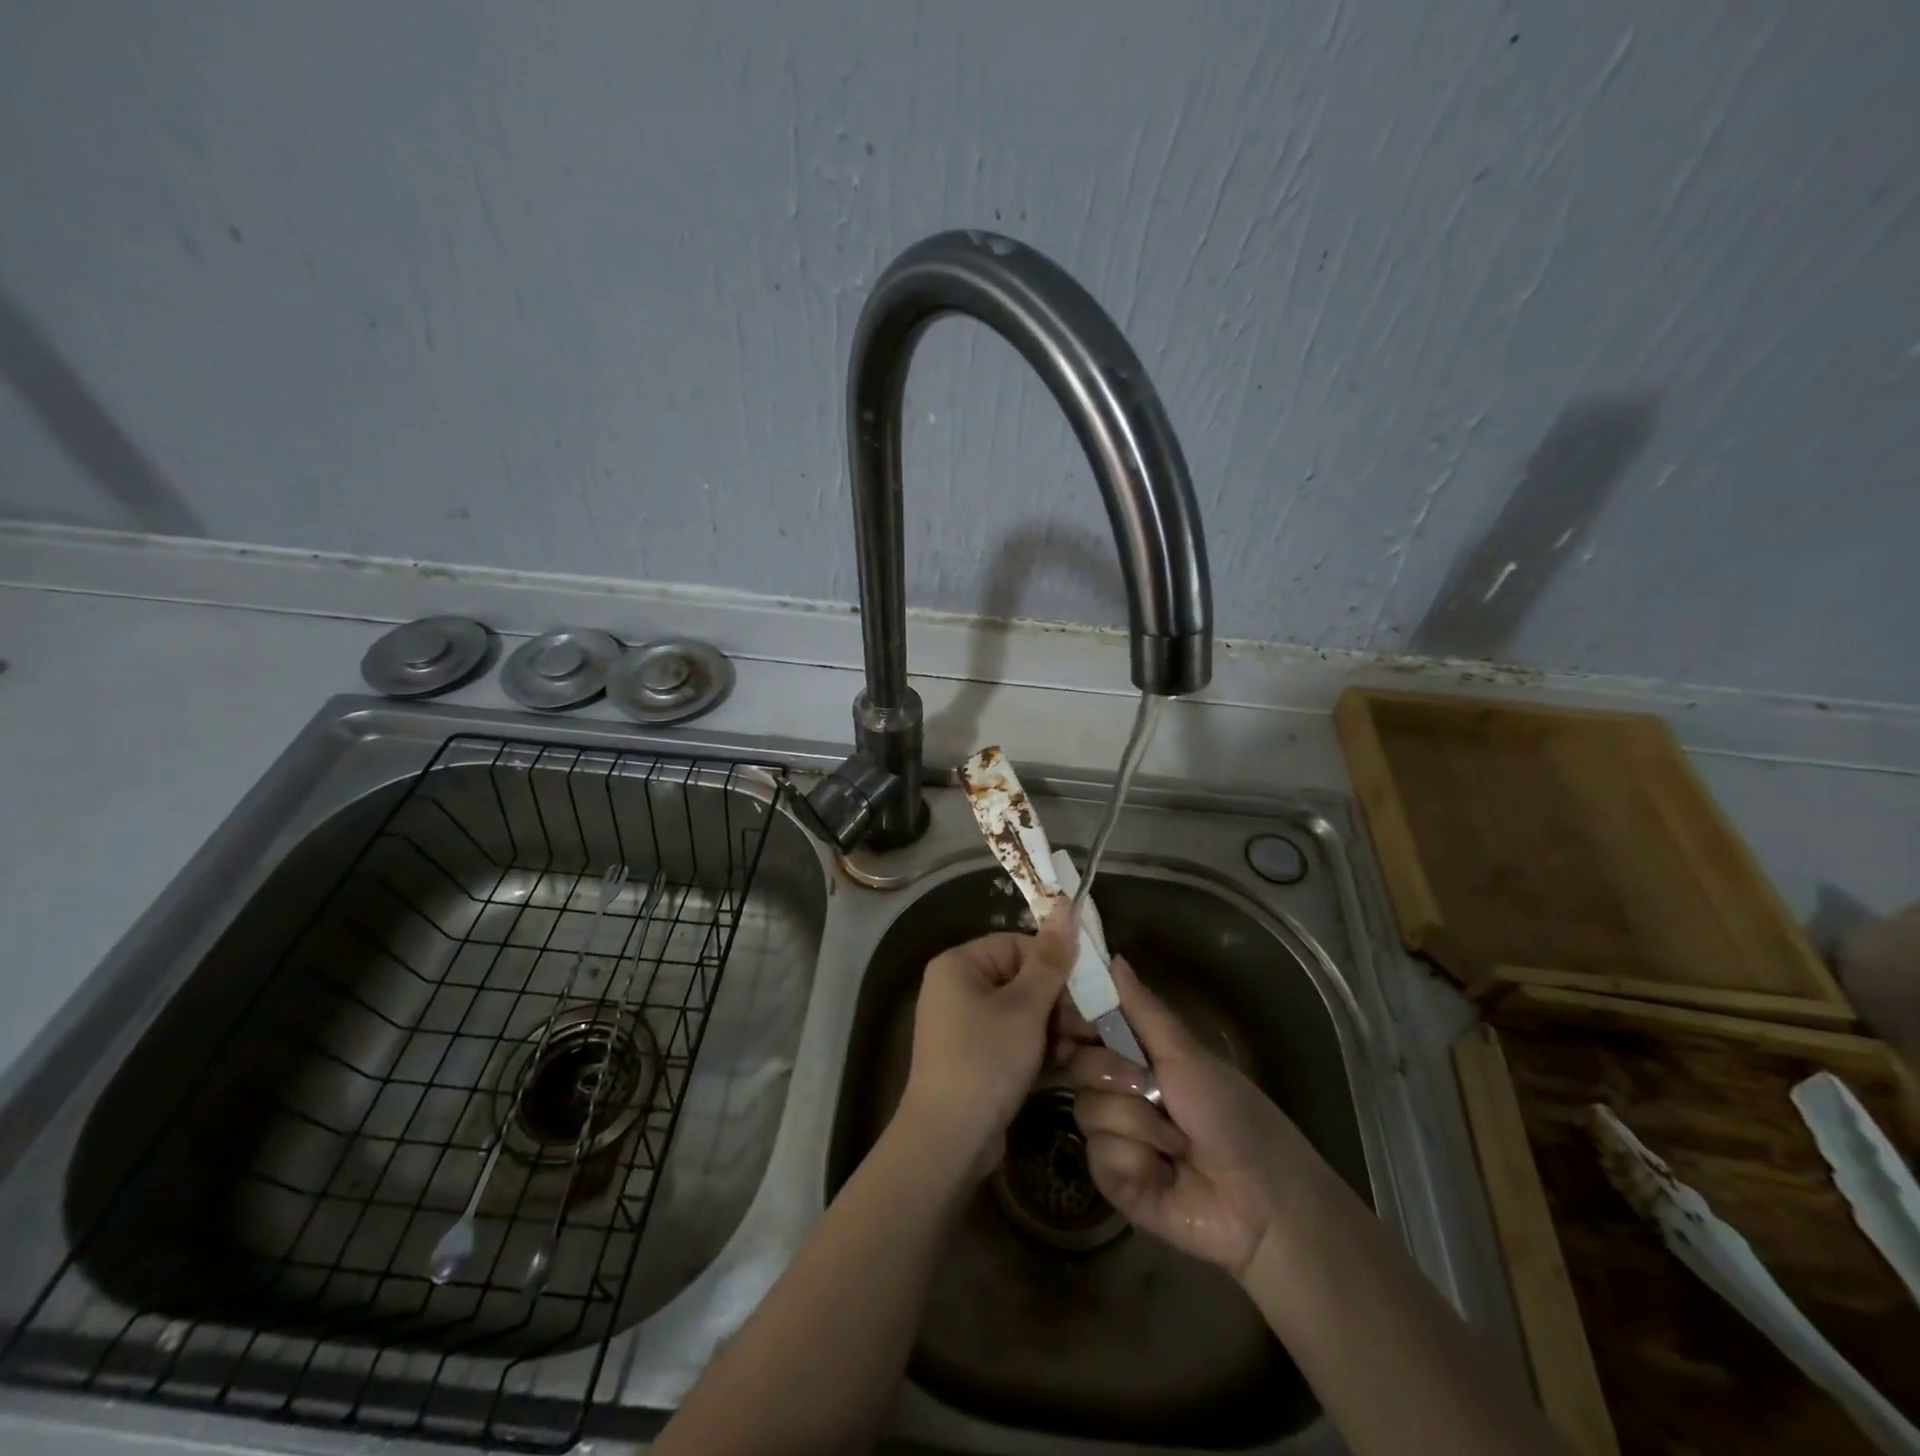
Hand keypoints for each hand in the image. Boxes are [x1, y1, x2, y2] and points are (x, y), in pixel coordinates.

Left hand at [897, 903, 1076, 1181]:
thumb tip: (1064, 904)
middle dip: (1058, 1001)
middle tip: (1091, 1025)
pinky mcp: (972, 1055)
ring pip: (1019, 1011)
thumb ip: (1050, 959)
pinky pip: (1010, 1037)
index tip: (1087, 992)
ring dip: (1053, 1027)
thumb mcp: (1025, 1007)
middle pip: (1020, 978)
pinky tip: (1064, 1064)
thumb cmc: (986, 1059)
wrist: (948, 1139)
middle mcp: (955, 987)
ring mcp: (962, 1024)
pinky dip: (1036, 1047)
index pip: (1017, 946)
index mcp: (959, 964)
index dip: (1054, 966)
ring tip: (1083, 1047)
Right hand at [1068, 956, 1327, 1277]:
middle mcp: (1118, 1092)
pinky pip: (1099, 1156)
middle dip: (1116, 1075)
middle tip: (1151, 1086)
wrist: (1260, 1197)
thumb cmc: (1230, 1112)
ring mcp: (1113, 1137)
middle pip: (1079, 1067)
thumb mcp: (1184, 1053)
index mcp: (1135, 1057)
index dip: (1073, 1022)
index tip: (1073, 1020)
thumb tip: (1112, 956)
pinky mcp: (1113, 1180)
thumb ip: (1141, 1008)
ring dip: (1138, 1124)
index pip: (1085, 1029)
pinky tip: (1164, 1172)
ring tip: (1175, 1142)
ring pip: (1089, 1112)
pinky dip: (1136, 1161)